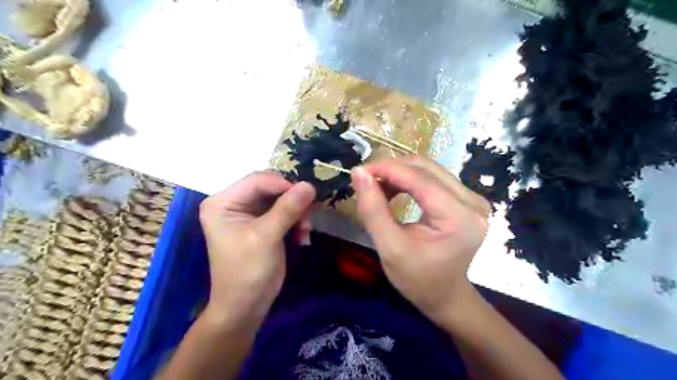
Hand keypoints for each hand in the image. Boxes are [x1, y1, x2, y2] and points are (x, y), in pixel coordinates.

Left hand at [198, 172, 315, 322]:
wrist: (245, 306)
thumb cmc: (248, 271)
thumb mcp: (267, 237)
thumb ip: (287, 209)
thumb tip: (309, 185)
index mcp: (223, 202)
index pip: (258, 180)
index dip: (284, 184)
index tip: (308, 196)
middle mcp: (233, 202)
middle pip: (269, 187)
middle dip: (291, 200)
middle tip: (308, 215)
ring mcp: (247, 213)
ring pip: (279, 199)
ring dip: (296, 212)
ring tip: (306, 230)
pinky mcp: (260, 223)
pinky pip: (282, 211)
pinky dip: (295, 220)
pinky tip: (301, 236)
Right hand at [352, 157, 489, 323]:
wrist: (445, 295)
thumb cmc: (418, 280)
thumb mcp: (390, 248)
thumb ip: (373, 210)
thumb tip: (358, 172)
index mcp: (459, 218)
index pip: (420, 179)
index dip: (387, 169)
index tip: (359, 171)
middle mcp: (472, 202)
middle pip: (426, 168)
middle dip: (392, 169)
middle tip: (366, 180)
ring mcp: (473, 198)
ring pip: (429, 170)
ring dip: (399, 173)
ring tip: (378, 188)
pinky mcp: (466, 199)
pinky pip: (433, 178)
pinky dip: (409, 180)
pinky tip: (394, 191)